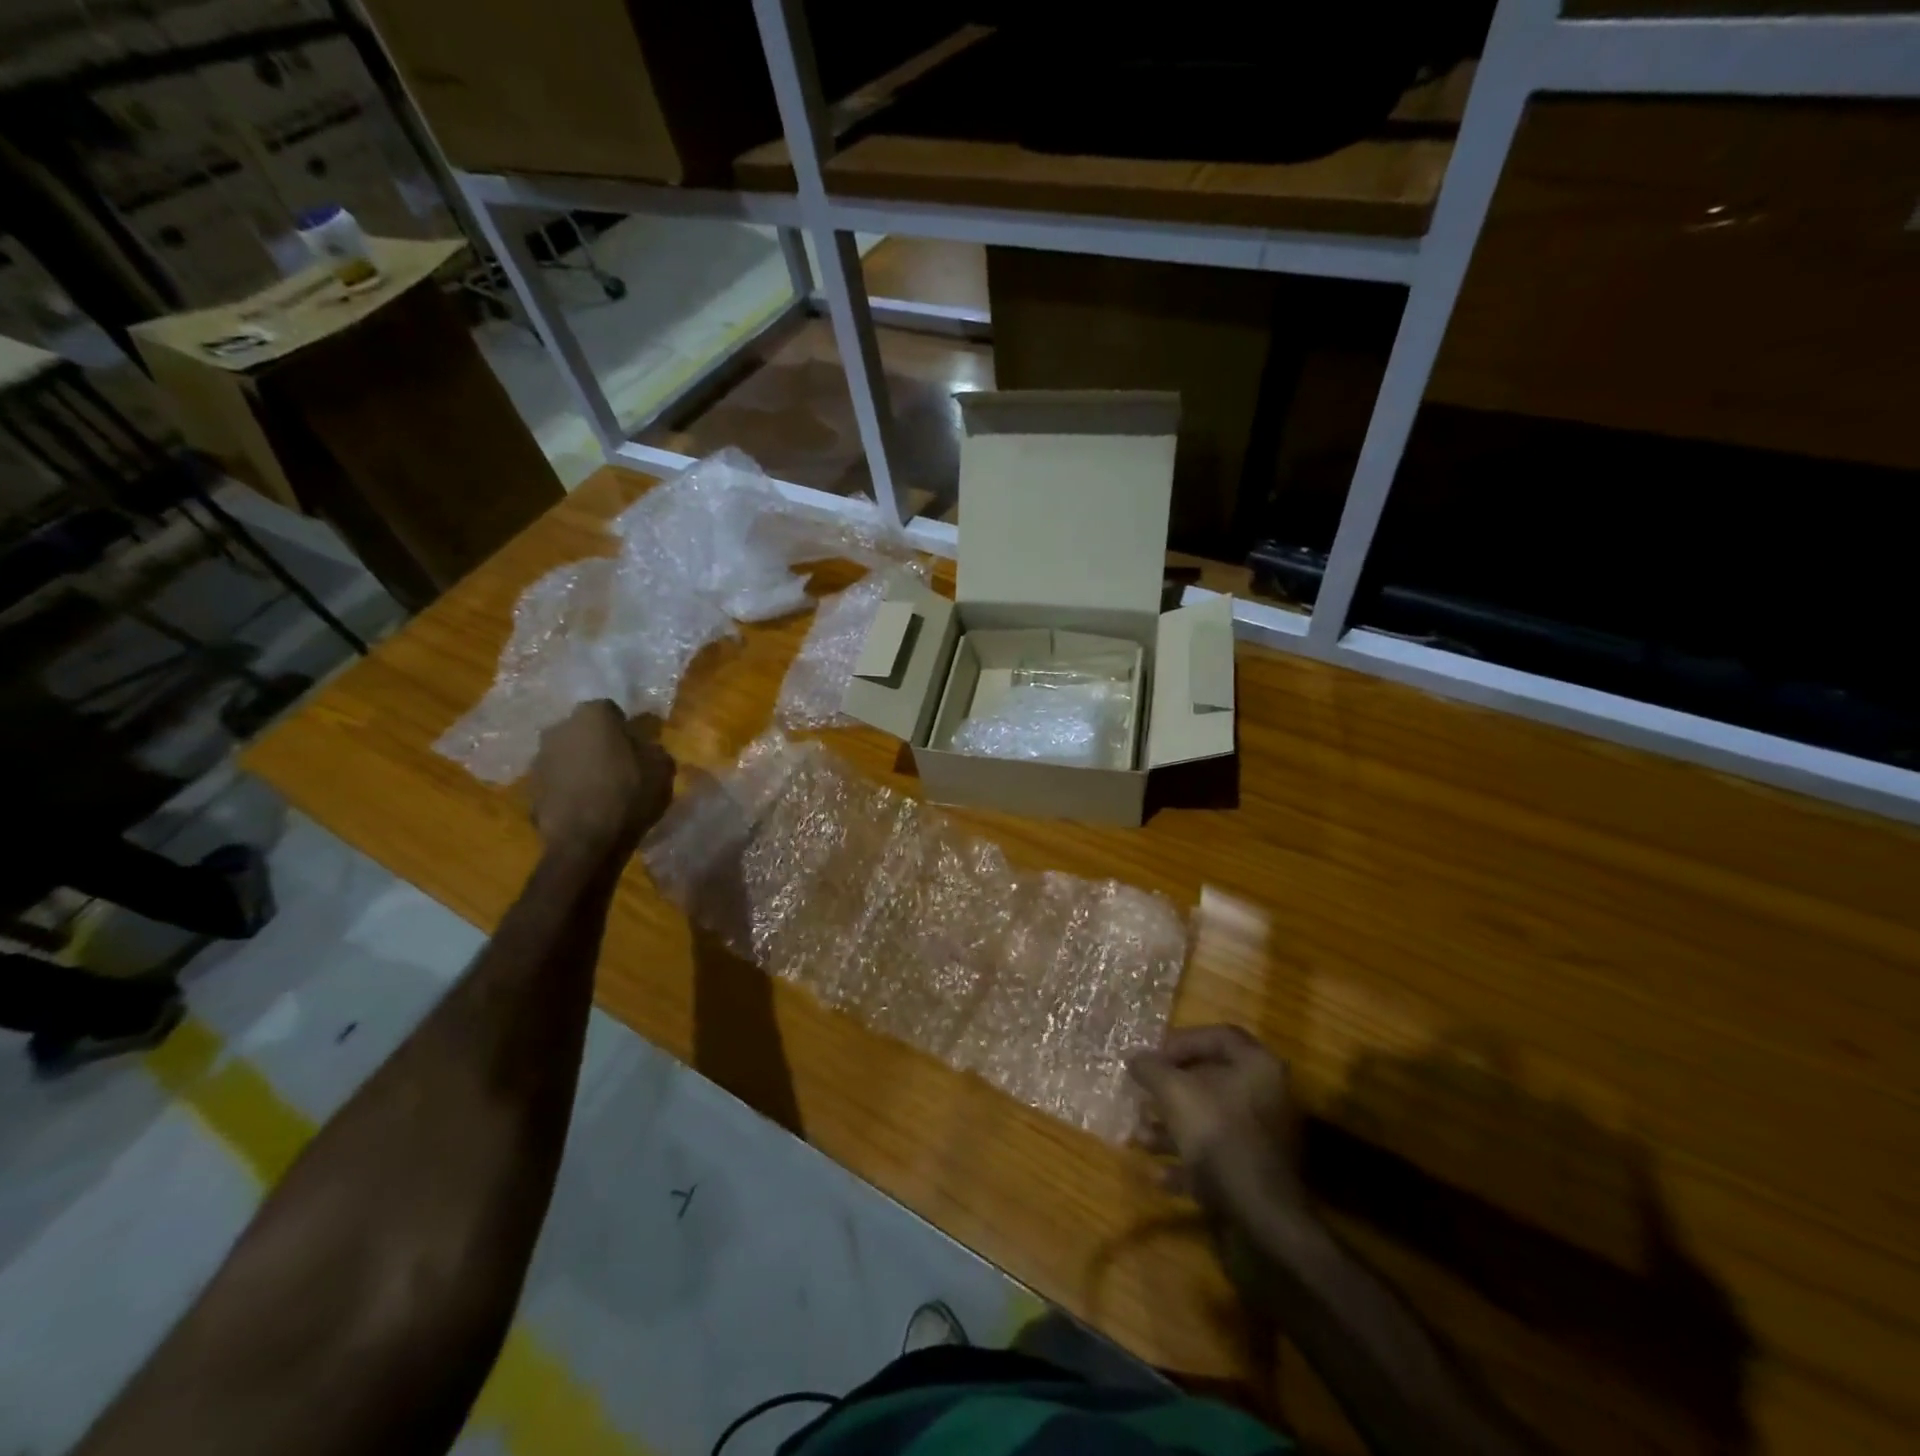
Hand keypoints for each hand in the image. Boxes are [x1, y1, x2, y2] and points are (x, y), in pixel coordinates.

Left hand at [527, 702, 675, 857]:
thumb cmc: (628, 794)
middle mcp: (559, 728)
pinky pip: (557, 780)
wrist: (585, 841)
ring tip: (600, 789)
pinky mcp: (529, 787)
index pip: (611, 710)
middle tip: (619, 765)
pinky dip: (568, 787)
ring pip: (567, 754)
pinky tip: (585, 806)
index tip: (636, 746)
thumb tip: (643, 746)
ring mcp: (539, 758)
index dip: (624, 728)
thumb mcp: (662, 768)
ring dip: (581, 765)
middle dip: (598, 743)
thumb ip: (652, 748)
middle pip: (584, 730)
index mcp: (592, 715)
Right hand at [1128, 1025, 1306, 1219]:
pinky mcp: (1257, 1174)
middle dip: (1169, 1090)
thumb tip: (1135, 1058)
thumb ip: (1151, 1069)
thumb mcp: (1173, 1092)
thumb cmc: (1218, 1135)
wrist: (1262, 1218)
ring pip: (1210, 1121)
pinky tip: (1159, 1175)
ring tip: (1140, 1138)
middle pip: (1211, 1081)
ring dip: (1172, 1128)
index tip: (1152, 1058)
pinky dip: (1187, 1162)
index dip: (1180, 1042)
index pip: (1217, 1036)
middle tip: (1142, 1095)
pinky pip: (1217, 1157)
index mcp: (1257, 1066)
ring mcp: (1264, 1138)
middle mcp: (1267, 1097)